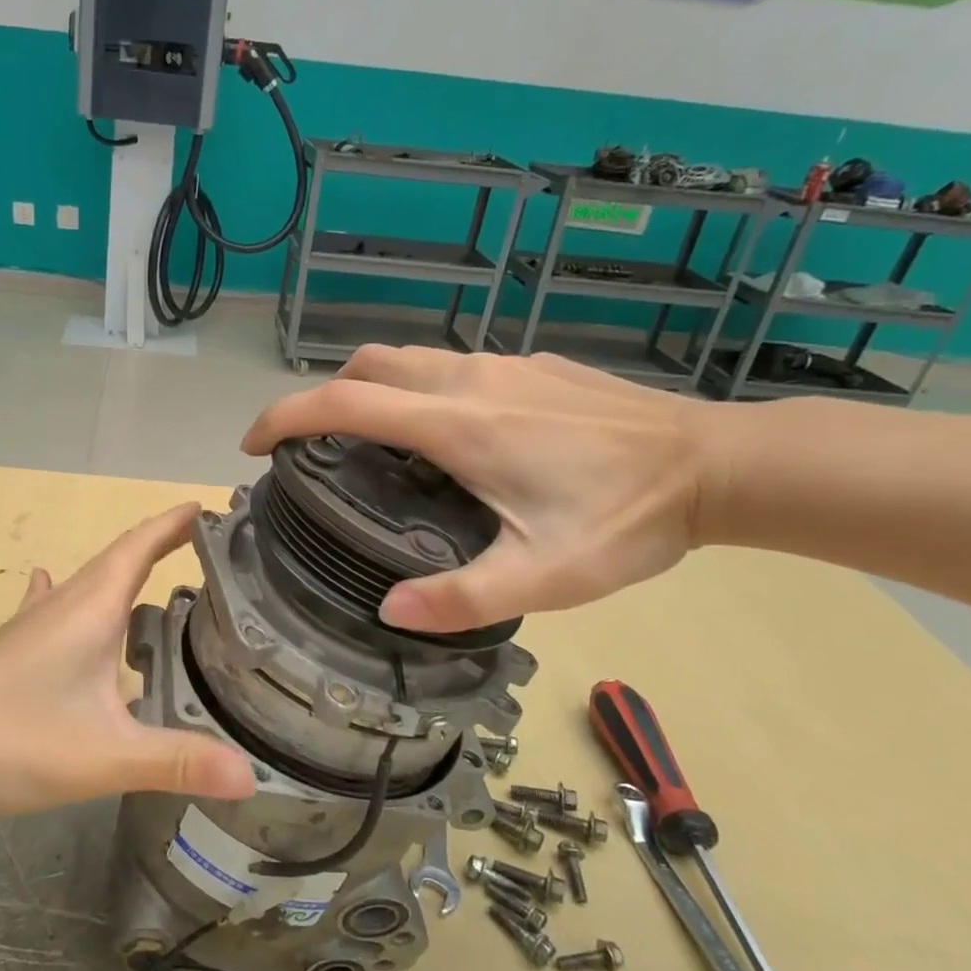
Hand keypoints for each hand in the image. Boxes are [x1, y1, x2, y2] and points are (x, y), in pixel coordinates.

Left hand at [0, 504, 257, 821]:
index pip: (140, 546)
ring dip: (121, 569)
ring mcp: (30, 626)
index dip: (174, 523)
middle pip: (118, 559)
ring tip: (152, 571)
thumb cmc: (9, 741)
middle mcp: (62, 605)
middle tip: (201, 544)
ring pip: (86, 583)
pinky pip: (51, 607)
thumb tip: (252, 776)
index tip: (206, 506)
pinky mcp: (9, 651)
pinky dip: (68, 592)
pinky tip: (50, 586)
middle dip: (159, 544)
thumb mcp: (104, 756)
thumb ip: (178, 763)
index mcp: (91, 609)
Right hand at [242, 348, 714, 631]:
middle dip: (321, 396)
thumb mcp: (544, 578)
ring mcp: (501, 366)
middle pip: (366, 365)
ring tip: (368, 445)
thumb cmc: (627, 519)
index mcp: (457, 426)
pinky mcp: (528, 366)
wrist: (717, 465)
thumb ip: (462, 599)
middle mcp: (467, 381)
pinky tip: (444, 438)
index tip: (253, 444)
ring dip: (368, 390)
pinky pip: (447, 367)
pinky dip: (414, 390)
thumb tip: (388, 610)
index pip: (343, 403)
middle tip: (311, 448)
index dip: (284, 417)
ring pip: (406, 360)